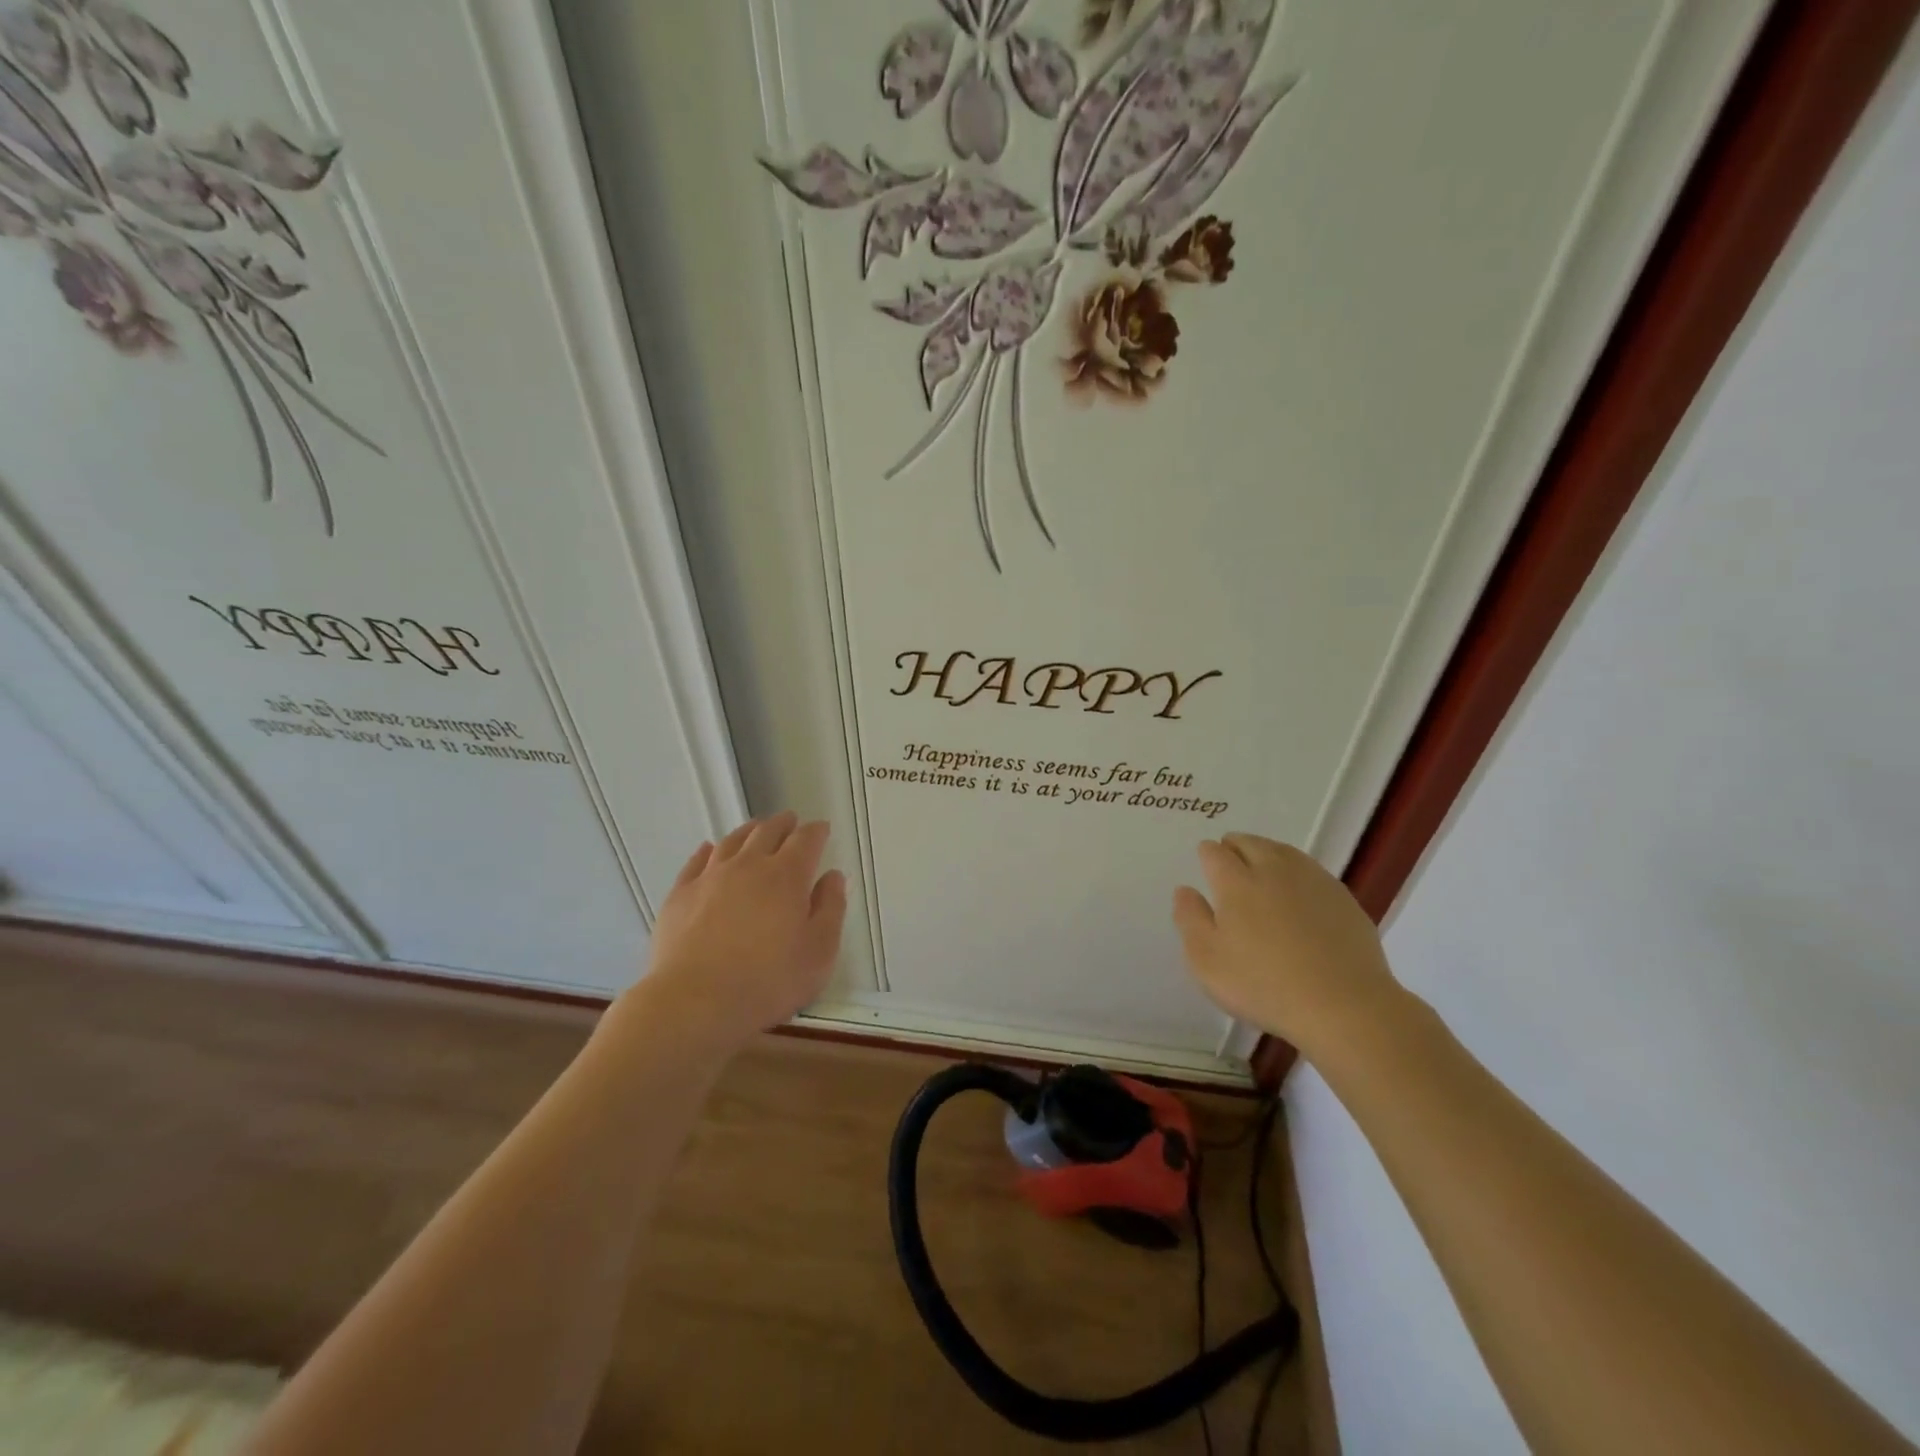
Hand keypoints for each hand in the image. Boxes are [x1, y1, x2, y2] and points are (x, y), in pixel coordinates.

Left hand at [637, 812, 847, 1051]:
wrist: (695, 1002)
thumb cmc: (769, 981)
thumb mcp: (819, 952)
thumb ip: (831, 909)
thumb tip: (833, 877)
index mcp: (787, 876)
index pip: (806, 841)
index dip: (816, 832)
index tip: (822, 828)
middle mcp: (749, 866)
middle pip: (767, 832)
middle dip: (783, 824)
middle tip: (790, 821)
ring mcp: (710, 877)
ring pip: (732, 841)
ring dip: (748, 831)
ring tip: (756, 828)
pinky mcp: (680, 894)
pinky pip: (696, 861)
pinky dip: (707, 850)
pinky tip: (709, 849)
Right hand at [1173, 833, 1399, 1055]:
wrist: (1344, 1006)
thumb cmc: (1263, 985)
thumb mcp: (1207, 961)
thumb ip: (1190, 919)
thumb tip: (1185, 890)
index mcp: (1236, 882)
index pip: (1215, 853)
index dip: (1207, 854)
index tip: (1205, 862)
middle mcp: (1273, 870)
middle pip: (1250, 843)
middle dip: (1235, 846)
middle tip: (1230, 859)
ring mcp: (1312, 881)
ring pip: (1283, 851)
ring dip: (1266, 852)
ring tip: (1262, 867)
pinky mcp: (1342, 898)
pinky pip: (1311, 871)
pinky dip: (1297, 872)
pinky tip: (1298, 891)